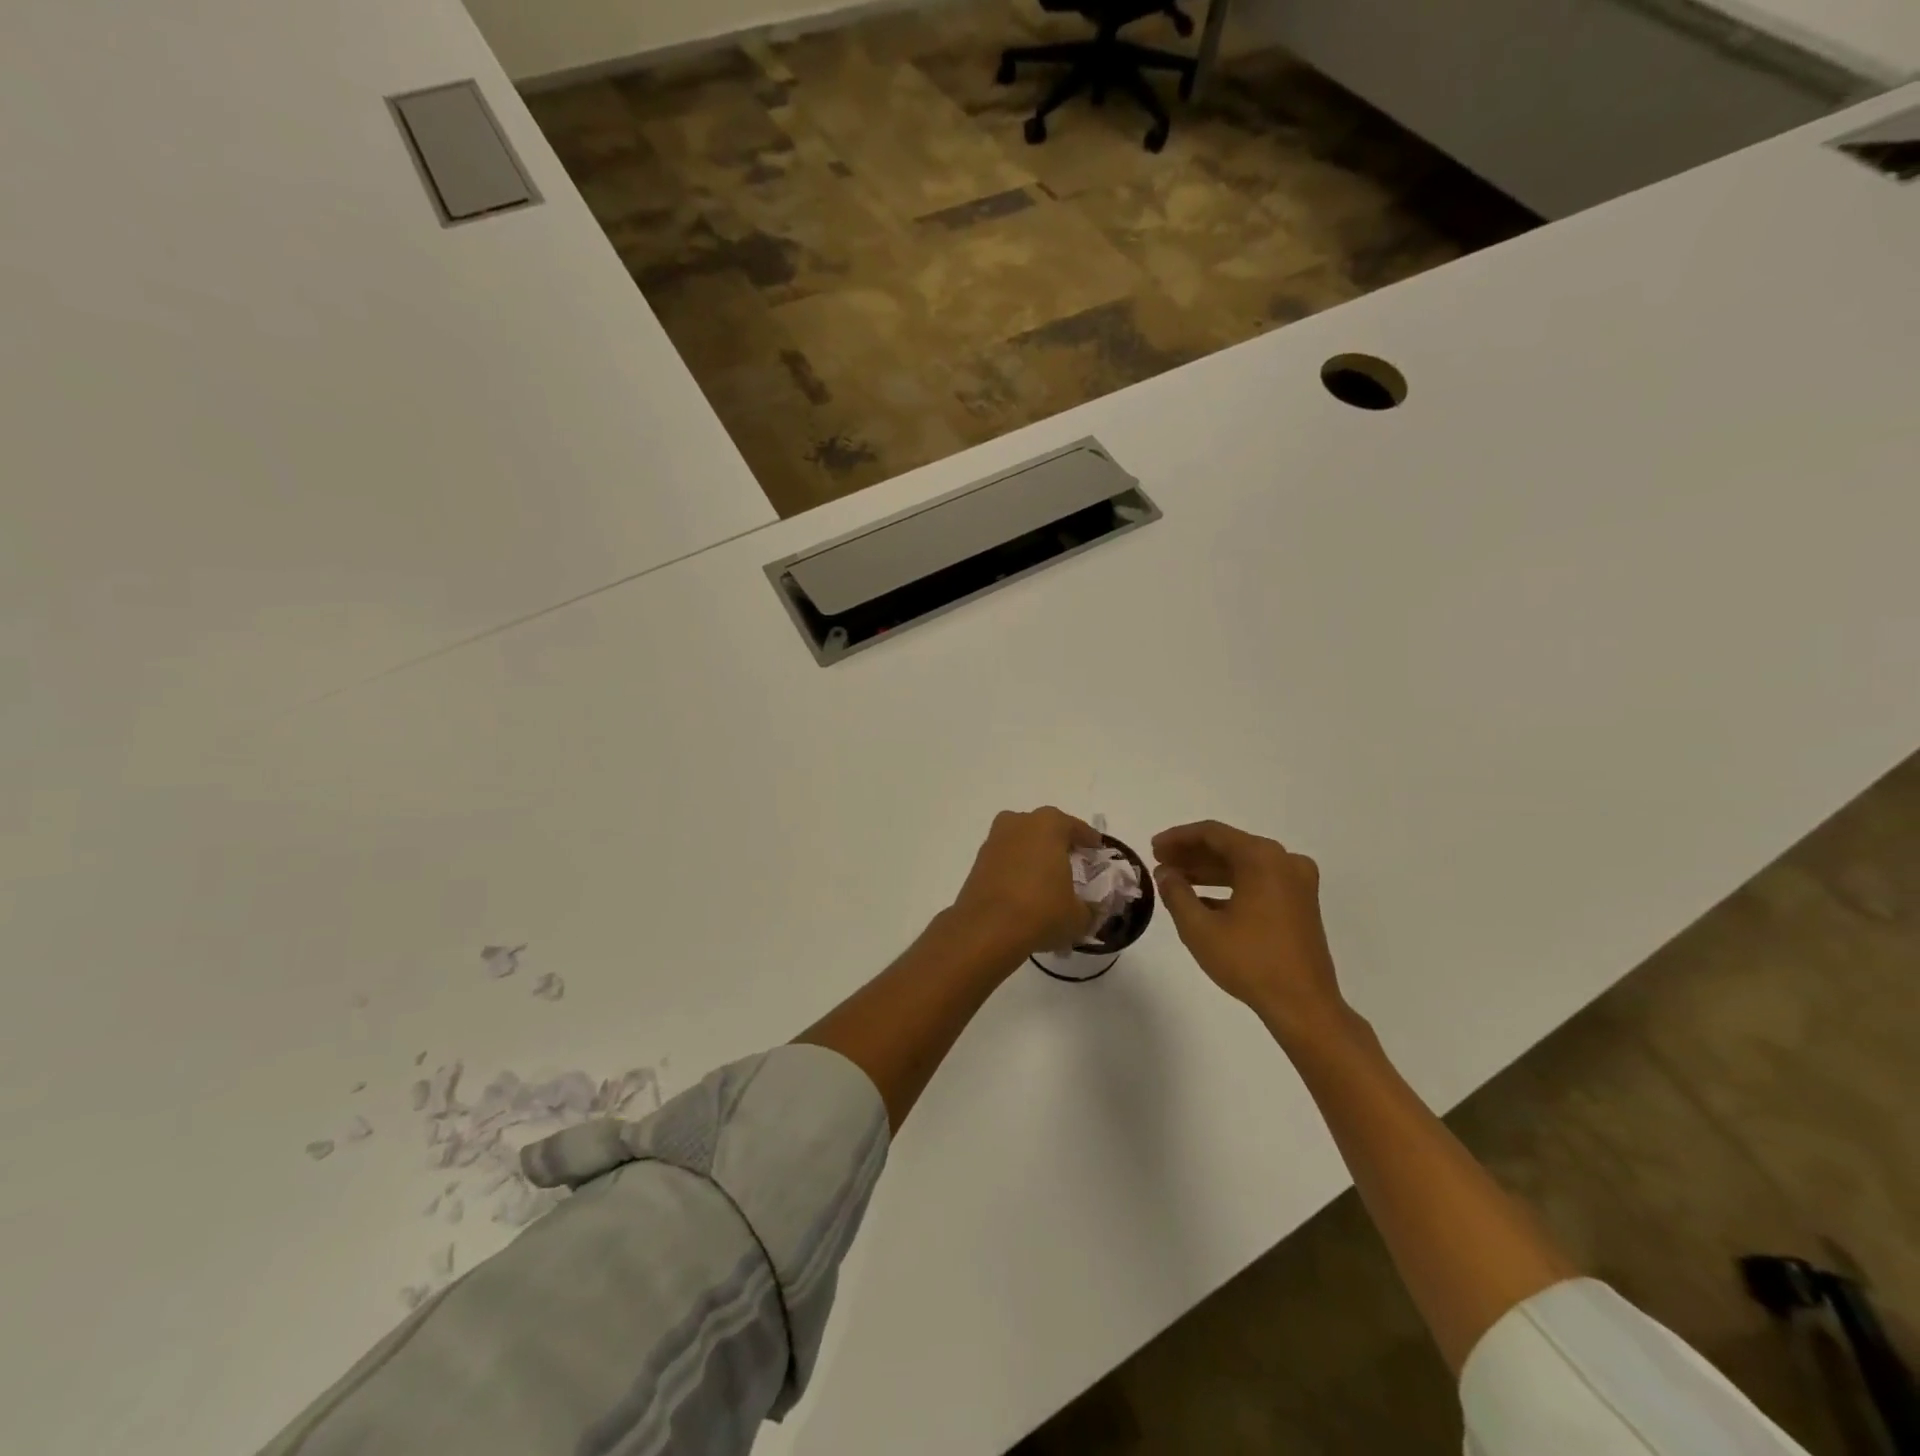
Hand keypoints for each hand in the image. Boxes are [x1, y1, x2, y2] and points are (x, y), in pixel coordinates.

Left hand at [952, 807, 1100, 957]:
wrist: (986, 929)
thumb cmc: (1041, 912)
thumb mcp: (1079, 916)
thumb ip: (1091, 908)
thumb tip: (1092, 909)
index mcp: (1049, 825)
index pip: (1076, 827)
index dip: (1089, 841)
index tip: (1097, 851)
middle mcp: (1019, 823)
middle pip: (1045, 829)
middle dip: (1059, 844)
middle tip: (1072, 863)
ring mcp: (995, 840)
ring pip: (1022, 842)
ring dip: (1034, 855)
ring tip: (1047, 880)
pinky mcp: (978, 861)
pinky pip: (1006, 859)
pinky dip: (1016, 869)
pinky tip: (1024, 890)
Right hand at [1151, 820, 1346, 1039]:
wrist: (1304, 1005)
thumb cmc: (1249, 961)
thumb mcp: (1200, 927)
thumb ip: (1176, 893)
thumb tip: (1165, 873)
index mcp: (1262, 858)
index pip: (1212, 833)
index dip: (1178, 838)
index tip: (1153, 848)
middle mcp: (1284, 861)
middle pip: (1230, 846)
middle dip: (1192, 854)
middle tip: (1161, 863)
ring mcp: (1297, 883)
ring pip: (1244, 865)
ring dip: (1209, 871)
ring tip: (1176, 881)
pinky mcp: (1301, 904)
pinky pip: (1259, 882)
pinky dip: (1230, 886)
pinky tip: (1203, 901)